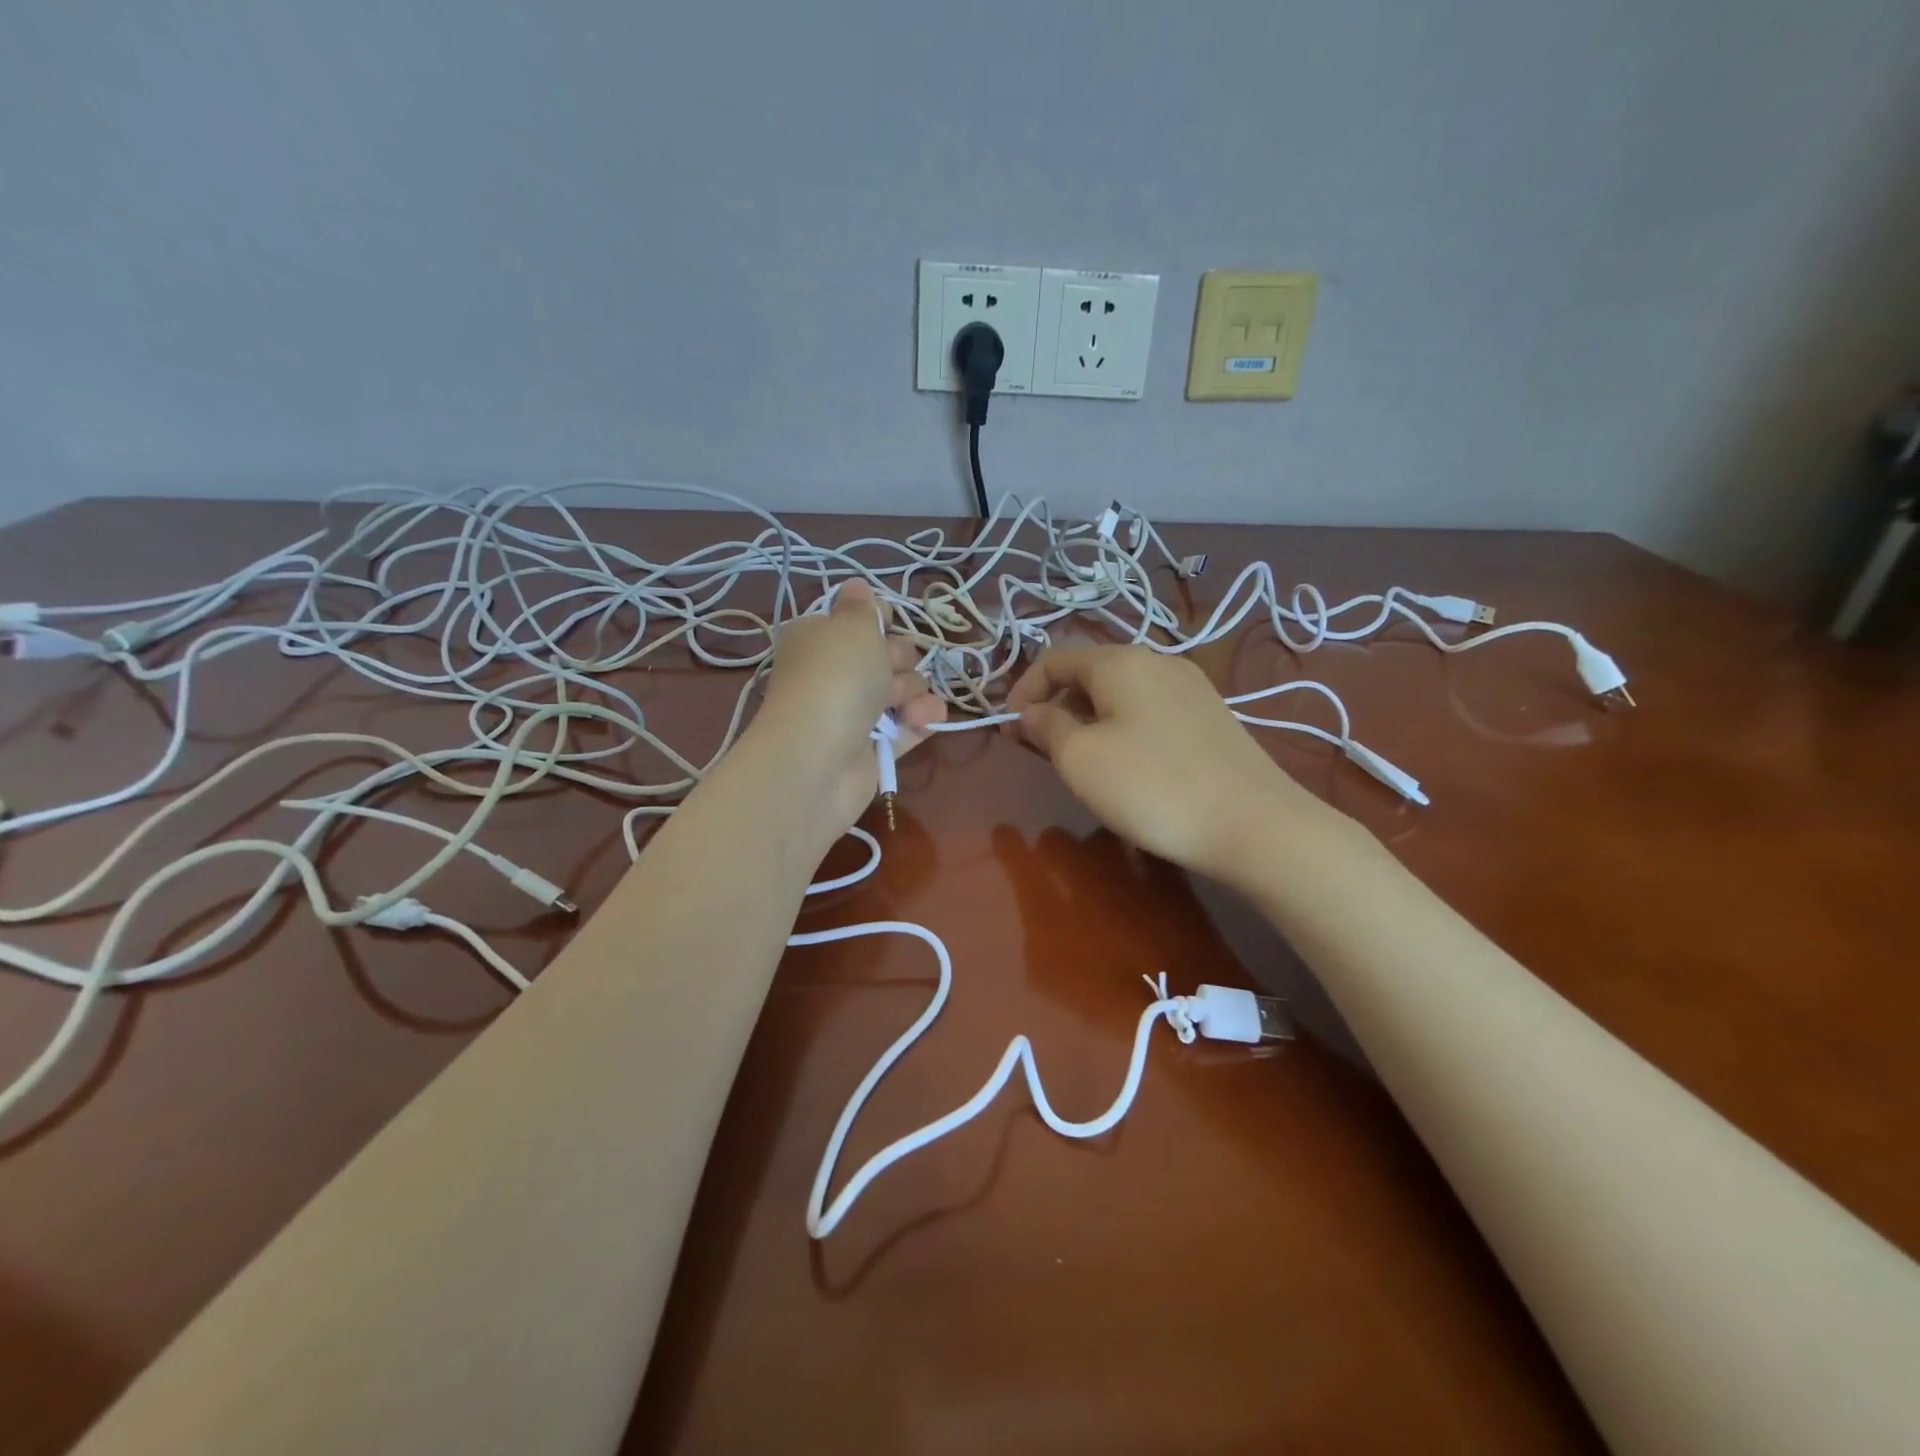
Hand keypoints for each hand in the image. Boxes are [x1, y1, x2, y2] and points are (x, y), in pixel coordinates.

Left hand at [752, 581, 945, 831]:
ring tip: (900, 706)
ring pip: (904, 690)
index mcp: (818, 638)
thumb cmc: (835, 678)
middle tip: (886, 671)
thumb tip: (856, 585)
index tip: (885, 625)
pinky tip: (923, 720)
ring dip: (913, 692)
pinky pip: (911, 725)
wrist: (819, 758)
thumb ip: (862, 606)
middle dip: (899, 660)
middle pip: (888, 655)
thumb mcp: (851, 626)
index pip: (858, 620)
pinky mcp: (874, 748)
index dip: (879, 621)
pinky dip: (922, 720)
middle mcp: (834, 673)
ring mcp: (854, 713)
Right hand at [1007, 645, 1325, 884]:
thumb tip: (1029, 713)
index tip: (1008, 730)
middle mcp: (1157, 661)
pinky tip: (1126, 765)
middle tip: (1039, 749)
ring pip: (1120, 693)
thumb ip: (1046, 728)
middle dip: (1056, 705)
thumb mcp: (1081, 759)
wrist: (1253, 823)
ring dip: (1087, 718)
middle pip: (1089, 673)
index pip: (1055, 658)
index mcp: (1120, 660)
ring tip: (1078, 760)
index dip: (1023, 690)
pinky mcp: (1211, 716)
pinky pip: (1149, 710)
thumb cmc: (1151, 786)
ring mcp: (1191, 687)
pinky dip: (1121, 727)